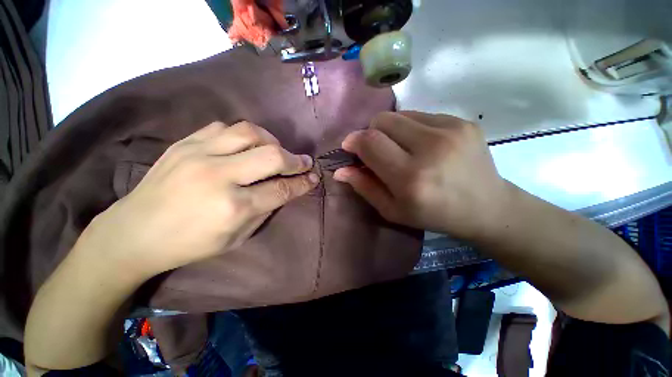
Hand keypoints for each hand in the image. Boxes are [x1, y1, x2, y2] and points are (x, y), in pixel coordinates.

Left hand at [78, 121, 318, 278]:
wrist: (134, 232)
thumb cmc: (190, 244)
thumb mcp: (236, 237)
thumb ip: (265, 209)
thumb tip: (286, 188)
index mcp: (233, 208)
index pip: (281, 189)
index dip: (303, 182)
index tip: (314, 177)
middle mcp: (218, 176)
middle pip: (272, 156)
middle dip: (295, 159)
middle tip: (304, 162)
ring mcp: (198, 154)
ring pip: (249, 132)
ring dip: (271, 141)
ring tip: (275, 151)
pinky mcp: (184, 143)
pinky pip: (224, 127)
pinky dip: (243, 135)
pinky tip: (245, 146)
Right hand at [334, 111, 508, 239]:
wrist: (487, 206)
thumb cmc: (433, 214)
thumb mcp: (393, 210)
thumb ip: (364, 187)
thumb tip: (340, 170)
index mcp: (410, 178)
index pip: (370, 142)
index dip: (354, 140)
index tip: (350, 147)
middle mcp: (430, 148)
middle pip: (382, 121)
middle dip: (371, 133)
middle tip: (377, 150)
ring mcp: (451, 130)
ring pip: (400, 115)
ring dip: (391, 130)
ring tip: (401, 148)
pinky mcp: (463, 122)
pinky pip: (421, 115)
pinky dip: (411, 128)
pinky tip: (421, 145)